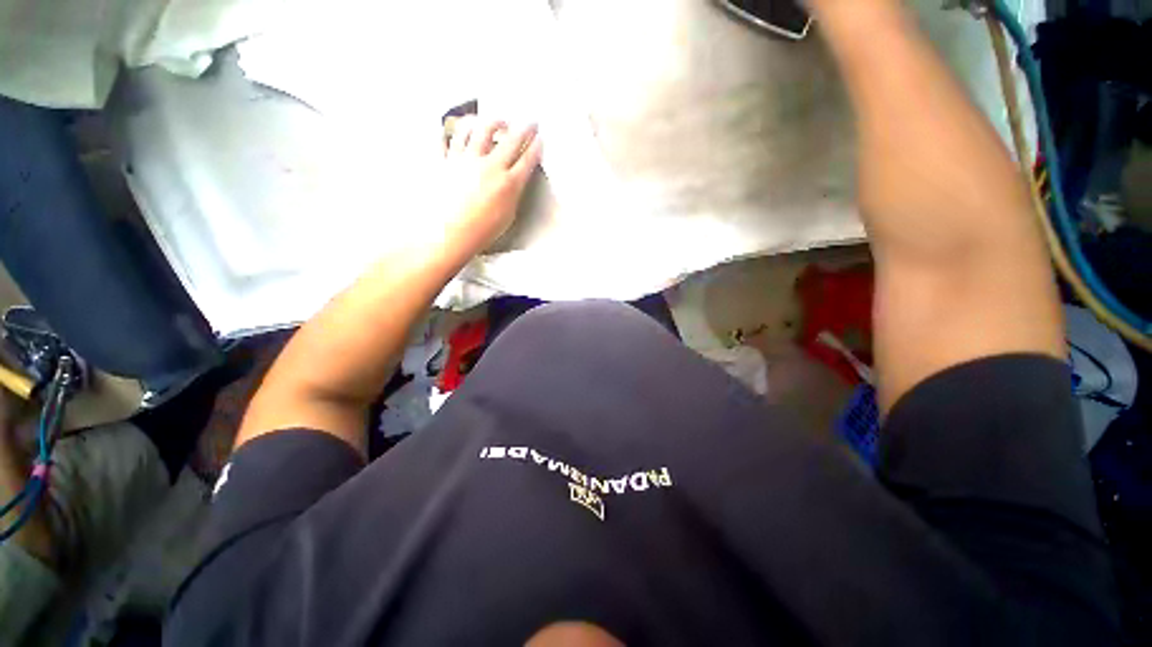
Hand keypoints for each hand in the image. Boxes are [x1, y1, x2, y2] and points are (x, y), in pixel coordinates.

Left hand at [440, 116, 542, 255]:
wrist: (450, 234)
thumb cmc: (482, 231)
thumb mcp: (507, 216)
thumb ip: (512, 194)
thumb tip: (514, 181)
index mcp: (508, 183)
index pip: (527, 160)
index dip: (536, 147)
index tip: (540, 139)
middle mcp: (489, 166)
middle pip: (511, 140)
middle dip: (524, 128)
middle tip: (530, 121)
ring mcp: (466, 160)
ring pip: (480, 130)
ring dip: (492, 121)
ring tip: (497, 121)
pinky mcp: (446, 161)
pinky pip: (450, 138)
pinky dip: (454, 130)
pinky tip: (460, 128)